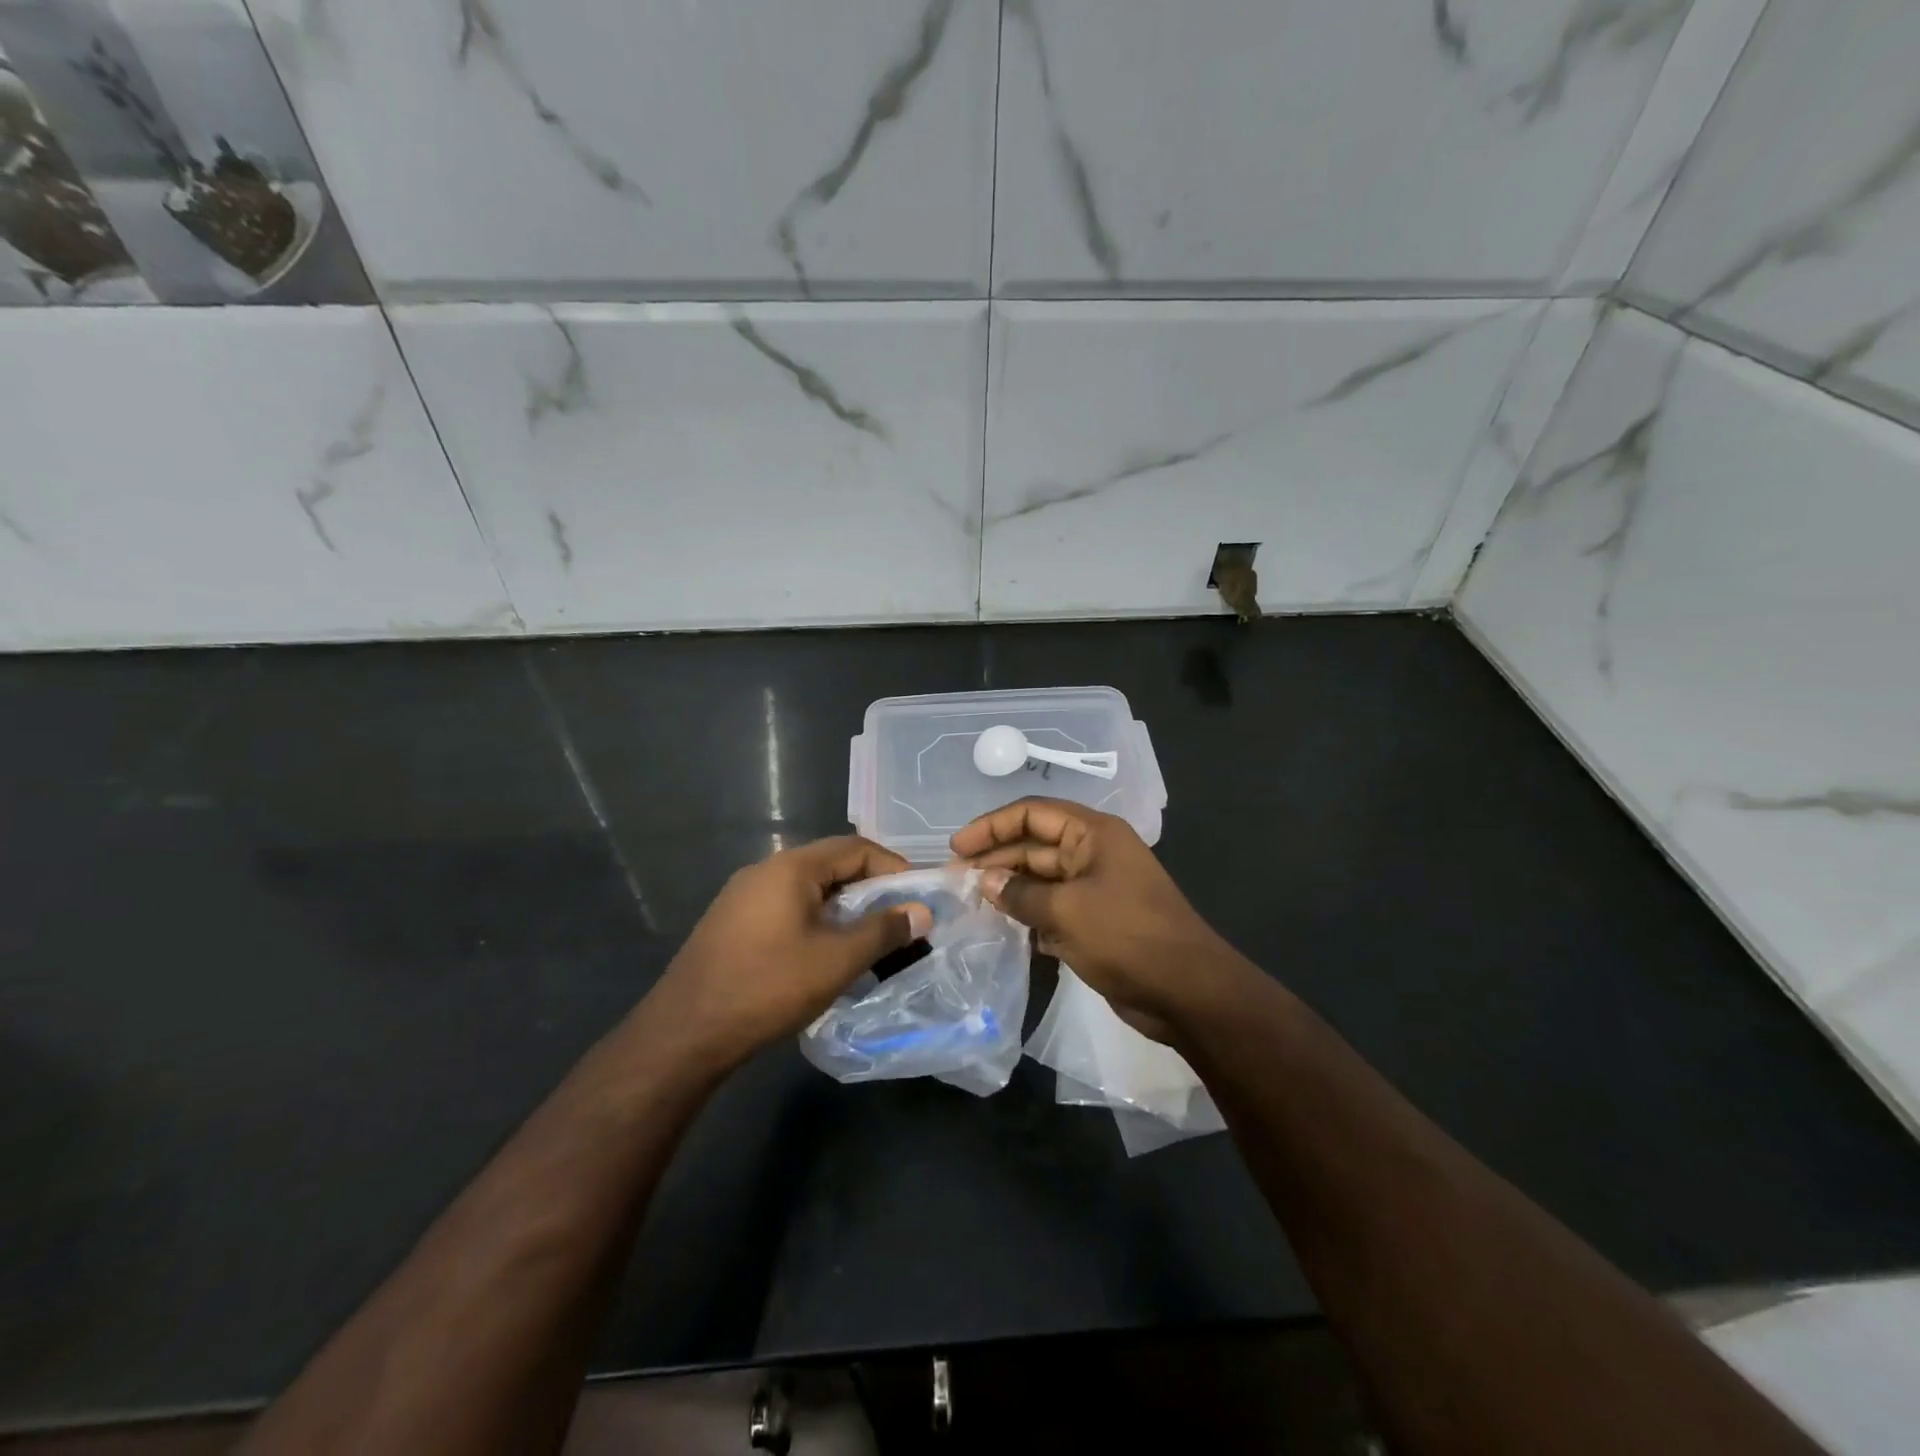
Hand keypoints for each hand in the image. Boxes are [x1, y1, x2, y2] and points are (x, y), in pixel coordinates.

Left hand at [648, 836, 930, 1072]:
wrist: (685, 1033)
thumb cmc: (768, 987)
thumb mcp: (837, 960)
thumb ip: (884, 931)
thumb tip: (921, 911)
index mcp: (791, 867)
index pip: (855, 848)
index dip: (893, 867)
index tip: (917, 897)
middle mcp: (765, 870)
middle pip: (831, 866)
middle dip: (871, 890)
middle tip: (899, 921)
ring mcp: (743, 897)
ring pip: (809, 890)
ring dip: (844, 909)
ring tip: (868, 941)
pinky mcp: (732, 924)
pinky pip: (787, 908)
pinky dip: (816, 922)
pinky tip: (825, 955)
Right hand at [950, 798, 1233, 1028]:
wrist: (1188, 992)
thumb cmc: (1127, 937)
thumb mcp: (1066, 911)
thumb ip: (1020, 894)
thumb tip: (985, 881)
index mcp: (1093, 834)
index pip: (1032, 813)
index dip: (991, 826)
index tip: (956, 848)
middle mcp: (1093, 853)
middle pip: (1034, 845)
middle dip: (996, 859)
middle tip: (955, 881)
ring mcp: (1096, 888)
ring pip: (1041, 879)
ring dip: (1009, 889)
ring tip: (970, 904)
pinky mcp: (1096, 921)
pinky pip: (1053, 908)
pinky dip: (1028, 915)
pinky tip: (1002, 929)